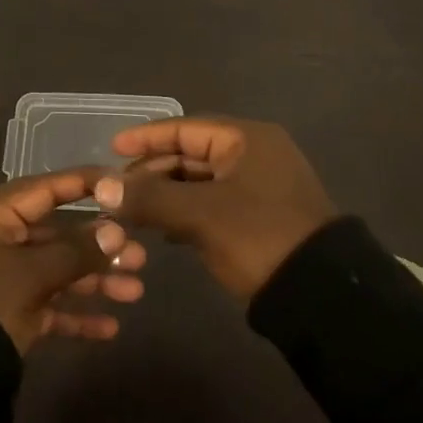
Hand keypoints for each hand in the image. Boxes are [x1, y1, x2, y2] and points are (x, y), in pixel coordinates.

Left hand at [0, 170, 146, 352]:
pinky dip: (74, 315)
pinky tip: (109, 328)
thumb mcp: (31, 275)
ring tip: (134, 292)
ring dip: (94, 281)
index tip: (122, 184)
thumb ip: (76, 252)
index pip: (44, 189)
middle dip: (99, 248)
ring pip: (56, 271)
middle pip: (56, 235)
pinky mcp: (6, 312)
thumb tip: (116, 233)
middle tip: (139, 256)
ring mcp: (1, 277)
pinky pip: (46, 306)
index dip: (84, 185)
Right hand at [92, 117, 337, 300]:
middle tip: (116, 189)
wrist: (320, 294)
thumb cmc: (259, 237)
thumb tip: (102, 186)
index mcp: (247, 140)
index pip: (185, 128)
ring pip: (199, 182)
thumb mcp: (201, 215)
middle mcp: (254, 155)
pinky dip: (185, 212)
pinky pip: (211, 204)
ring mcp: (258, 187)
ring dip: (165, 195)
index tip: (112, 148)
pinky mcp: (258, 217)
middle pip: (191, 154)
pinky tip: (161, 230)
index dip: (146, 138)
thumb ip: (150, 197)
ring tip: (131, 210)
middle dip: (152, 171)